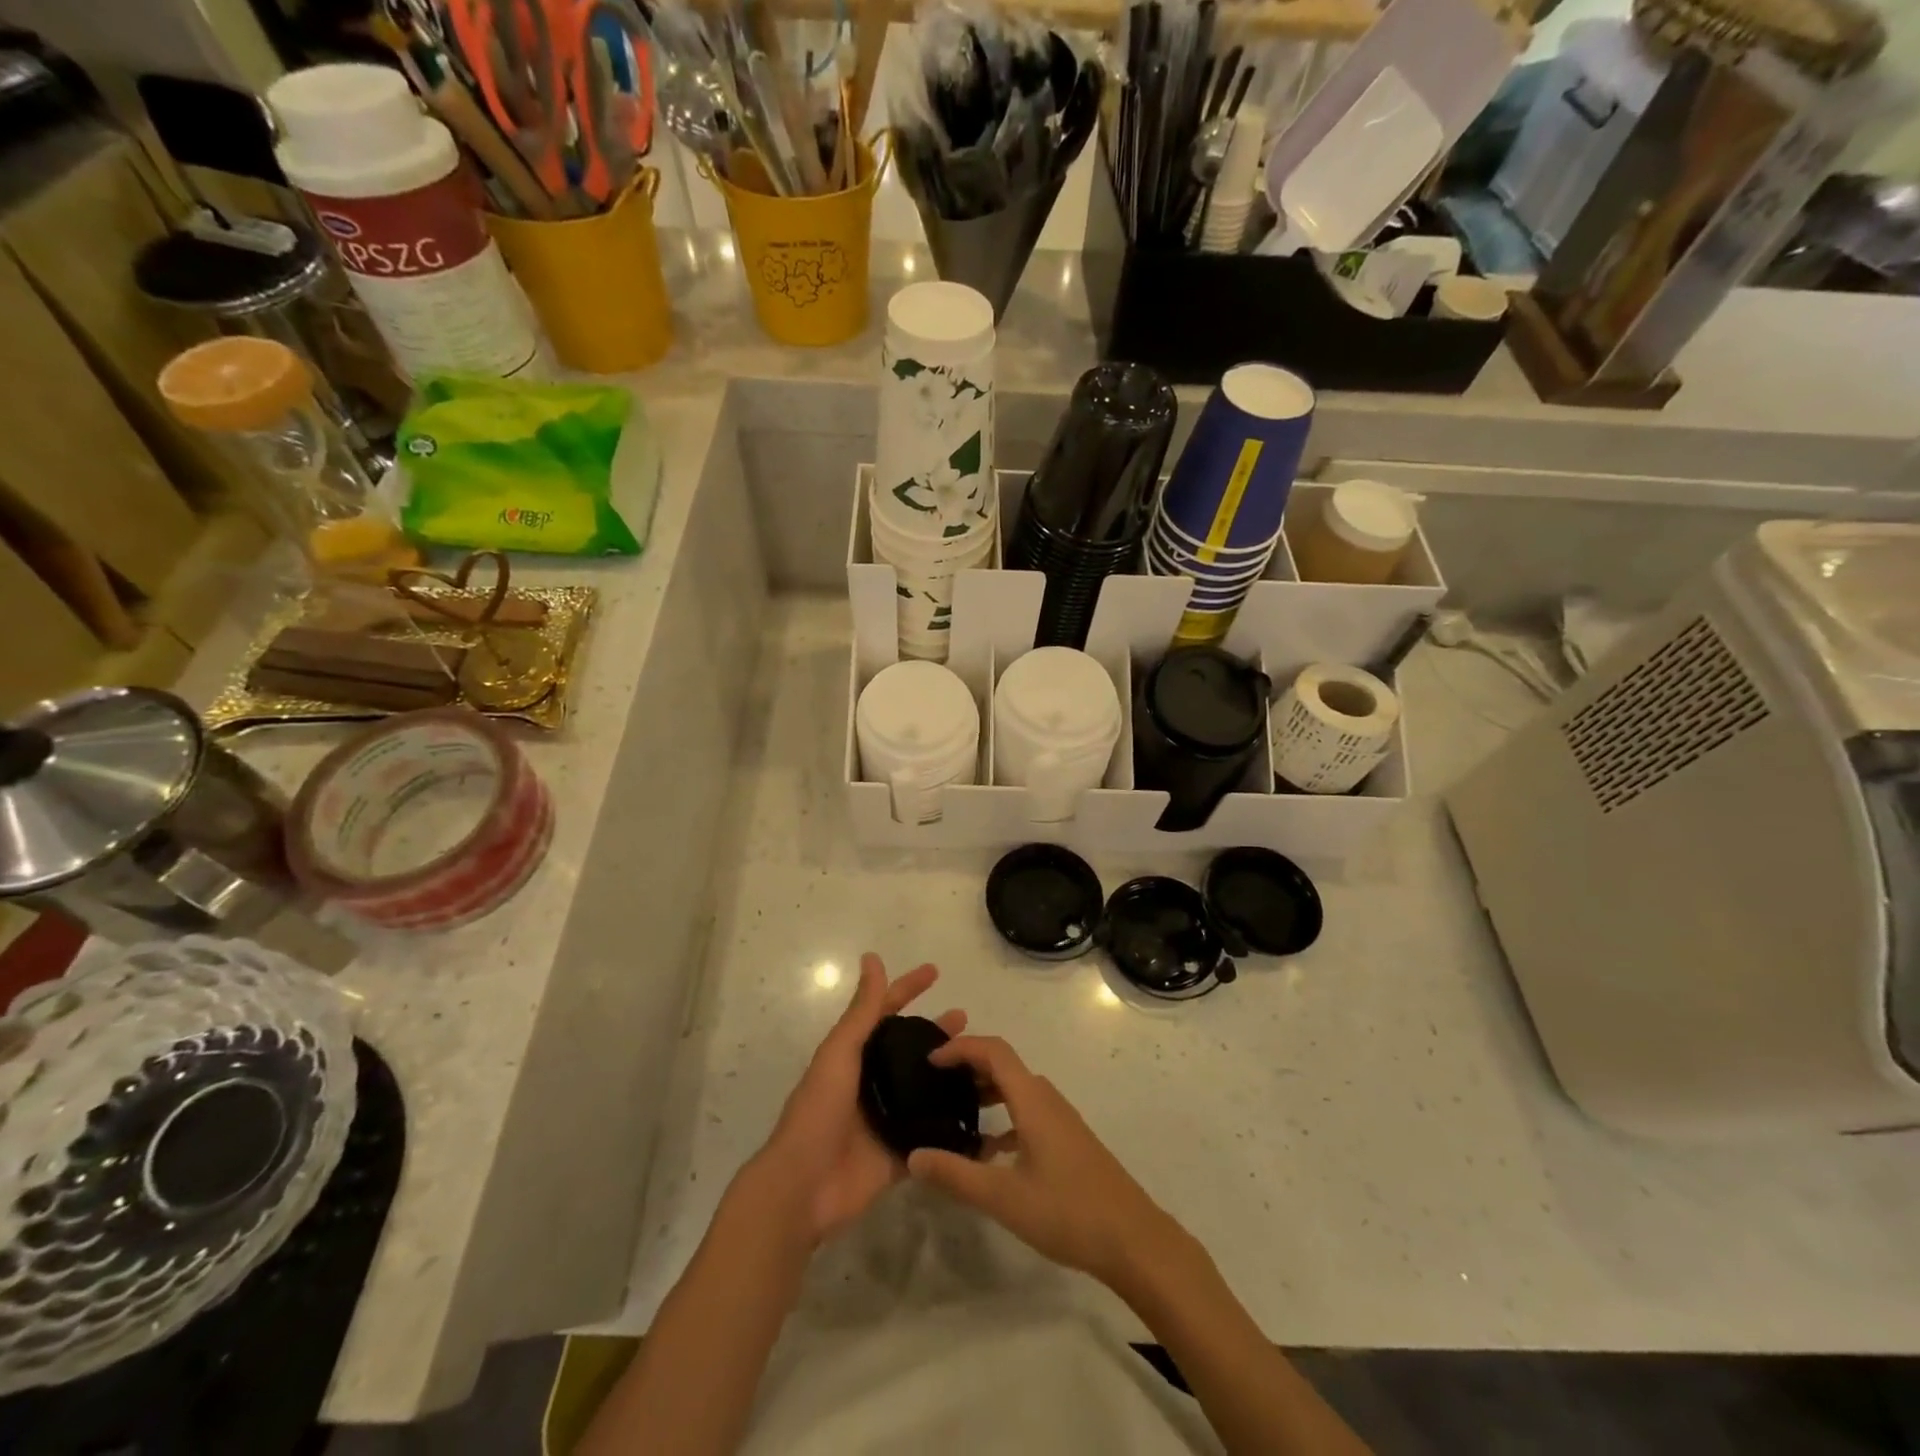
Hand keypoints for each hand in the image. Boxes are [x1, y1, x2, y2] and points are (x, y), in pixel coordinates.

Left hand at [753, 952, 964, 1247]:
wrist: (803, 1188)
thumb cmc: (818, 1111)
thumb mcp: (840, 1053)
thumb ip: (862, 1011)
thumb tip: (873, 958)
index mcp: (856, 1055)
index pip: (887, 1012)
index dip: (908, 989)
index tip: (936, 971)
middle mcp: (874, 1082)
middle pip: (912, 1050)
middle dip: (937, 1033)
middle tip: (968, 1021)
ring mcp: (888, 1118)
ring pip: (926, 1088)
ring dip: (951, 1074)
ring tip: (983, 1063)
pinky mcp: (901, 1153)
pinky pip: (933, 1135)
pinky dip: (953, 1124)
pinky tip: (983, 1113)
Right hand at [906, 1035, 1171, 1287]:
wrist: (1133, 1239)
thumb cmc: (1067, 1211)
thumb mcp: (1003, 1197)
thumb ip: (956, 1175)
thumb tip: (913, 1155)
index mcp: (1032, 1099)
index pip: (993, 1051)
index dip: (960, 1048)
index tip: (929, 1061)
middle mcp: (1046, 1099)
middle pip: (1004, 1065)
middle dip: (968, 1066)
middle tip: (933, 1083)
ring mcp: (1060, 1119)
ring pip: (1016, 1090)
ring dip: (985, 1092)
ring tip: (953, 1112)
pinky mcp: (1067, 1140)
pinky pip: (1027, 1113)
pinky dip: (1003, 1119)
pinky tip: (987, 1153)